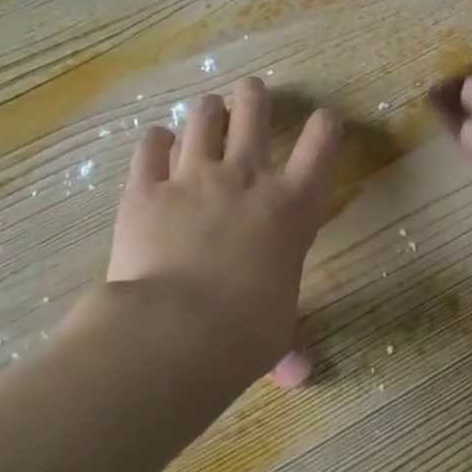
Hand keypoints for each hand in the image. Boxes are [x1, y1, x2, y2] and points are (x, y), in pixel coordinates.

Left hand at [106, 75, 339, 386]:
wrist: (177, 330)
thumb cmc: (246, 332)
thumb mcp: (276, 334)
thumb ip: (288, 346)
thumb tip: (300, 377)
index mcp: (291, 206)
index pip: (322, 143)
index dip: (325, 126)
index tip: (322, 122)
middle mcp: (247, 178)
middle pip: (254, 111)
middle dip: (254, 96)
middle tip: (251, 93)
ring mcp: (193, 177)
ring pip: (203, 118)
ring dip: (208, 112)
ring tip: (207, 113)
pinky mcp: (146, 188)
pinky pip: (150, 146)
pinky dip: (155, 142)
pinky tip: (157, 144)